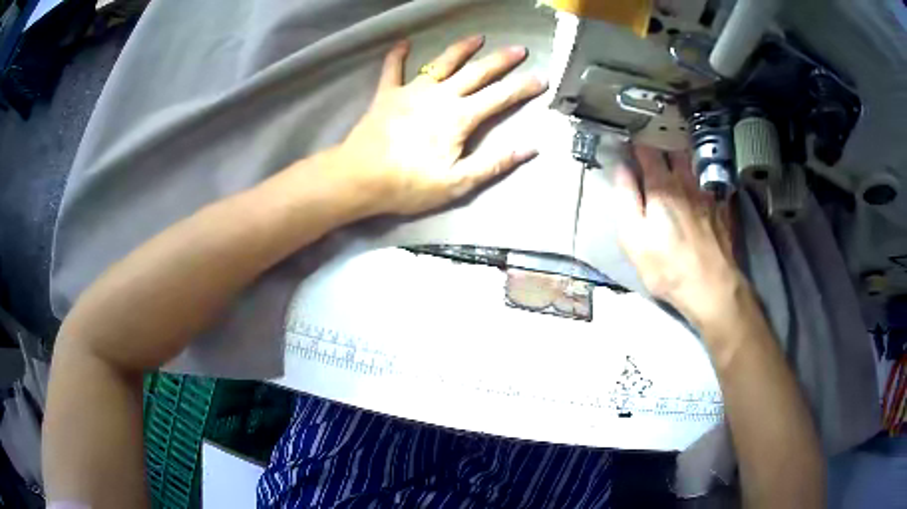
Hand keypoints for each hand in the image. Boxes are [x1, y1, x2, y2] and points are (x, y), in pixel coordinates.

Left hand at [332, 36, 546, 215]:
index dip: (523, 88)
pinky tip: (403, 43)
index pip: (500, 97)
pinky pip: (392, 69)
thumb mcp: (457, 183)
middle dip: (500, 60)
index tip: (542, 78)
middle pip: (476, 73)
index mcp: (460, 117)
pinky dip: (397, 55)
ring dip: (461, 48)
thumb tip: (531, 147)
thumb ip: (494, 163)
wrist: (360, 177)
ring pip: (442, 63)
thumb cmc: (409, 184)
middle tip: (519, 49)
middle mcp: (440, 96)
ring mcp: (412, 91)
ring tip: (478, 37)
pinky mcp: (387, 94)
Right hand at [611, 145, 744, 327]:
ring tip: (676, 158)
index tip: (629, 141)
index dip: (636, 144)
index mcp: (661, 186)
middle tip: (653, 146)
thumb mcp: (633, 238)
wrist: (711, 287)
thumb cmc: (666, 266)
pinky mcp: (722, 207)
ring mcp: (707, 193)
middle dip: (661, 145)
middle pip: (673, 150)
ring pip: (694, 162)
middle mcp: (686, 182)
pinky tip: (701, 180)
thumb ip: (626, 198)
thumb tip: (621, 168)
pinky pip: (711, 180)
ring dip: (683, 156)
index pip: (646, 152)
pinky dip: (703, 174)